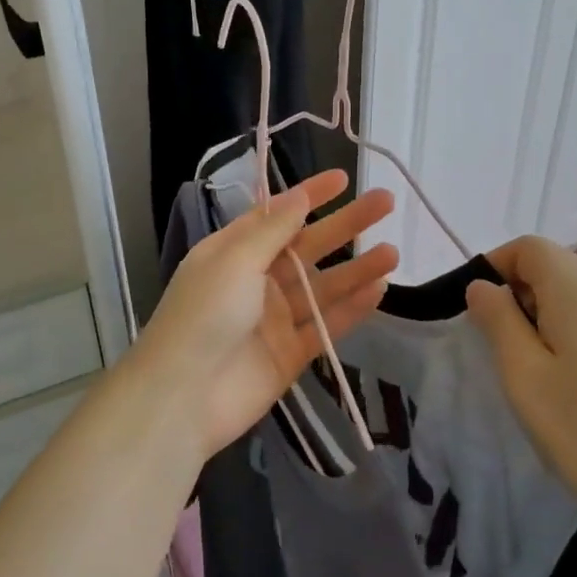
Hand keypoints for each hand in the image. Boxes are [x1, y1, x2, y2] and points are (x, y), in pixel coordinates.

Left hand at [130, 170, 397, 459]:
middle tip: (385, 202)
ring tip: (393, 252)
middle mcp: (255, 280)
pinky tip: (379, 289)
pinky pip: (327, 325)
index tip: (343, 178)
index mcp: (233, 252)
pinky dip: (352, 308)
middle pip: (308, 246)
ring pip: (323, 286)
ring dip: (356, 268)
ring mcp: (274, 318)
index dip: (309, 194)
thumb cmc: (204, 315)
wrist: (183, 397)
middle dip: (345, 225)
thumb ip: (273, 230)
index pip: (277, 215)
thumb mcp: (235, 260)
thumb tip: (298, 194)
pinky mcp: (291, 353)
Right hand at [465, 236, 576, 546]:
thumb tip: (483, 287)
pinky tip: (556, 378)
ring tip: (522, 366)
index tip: (475, 311)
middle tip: (494, 344)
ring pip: (566, 294)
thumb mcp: (522, 371)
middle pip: (548, 266)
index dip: (494, 268)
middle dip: (513, 293)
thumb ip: (497, 319)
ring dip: (534, 315)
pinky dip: (559, 332)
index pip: (527, 247)